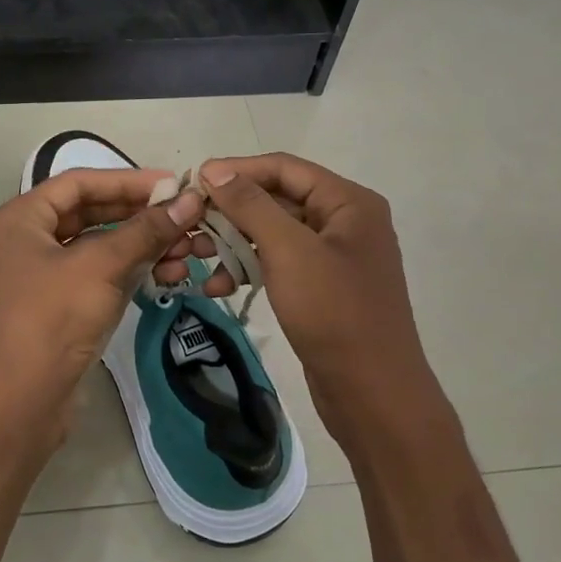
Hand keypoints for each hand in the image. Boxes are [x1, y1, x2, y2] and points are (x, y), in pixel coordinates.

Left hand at [0, 167, 203, 448]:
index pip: (80, 182)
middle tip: (187, 218)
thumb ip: (145, 230)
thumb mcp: (100, 266)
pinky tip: (169, 276)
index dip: (128, 180)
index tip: (173, 184)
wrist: (19, 403)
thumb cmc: (52, 319)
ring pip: (99, 246)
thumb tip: (191, 200)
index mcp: (22, 218)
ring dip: (143, 246)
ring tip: (188, 252)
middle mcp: (28, 239)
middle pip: (91, 213)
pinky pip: (100, 275)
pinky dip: (131, 272)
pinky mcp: (60, 305)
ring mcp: (43, 275)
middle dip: (140, 216)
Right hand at [160, 153, 443, 458]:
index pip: (284, 168)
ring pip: (272, 234)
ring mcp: (333, 257)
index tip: (193, 181)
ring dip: (233, 242)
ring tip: (194, 254)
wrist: (372, 393)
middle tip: (188, 222)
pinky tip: (216, 286)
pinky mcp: (320, 287)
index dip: (237, 170)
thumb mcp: (289, 251)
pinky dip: (248, 269)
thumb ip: (251, 205)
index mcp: (348, 202)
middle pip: (277, 199)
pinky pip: (278, 264)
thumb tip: (215, 170)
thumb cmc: (334, 313)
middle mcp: (344, 222)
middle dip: (231, 211)